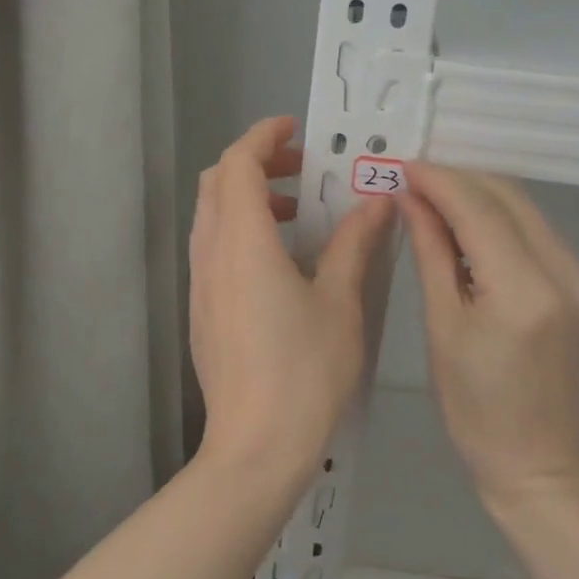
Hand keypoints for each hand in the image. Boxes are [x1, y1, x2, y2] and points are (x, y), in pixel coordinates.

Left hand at [188, 116, 395, 490]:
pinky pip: (213, 248)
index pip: (238, 164)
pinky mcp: (202, 311)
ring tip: (295, 214)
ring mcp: (201, 285)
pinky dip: (240, 230)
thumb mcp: (340, 302)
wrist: (255, 448)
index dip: (262, 136)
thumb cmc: (304, 371)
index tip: (295, 129)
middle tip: (301, 170)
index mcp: (242, 242)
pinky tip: (280, 261)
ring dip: (247, 198)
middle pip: (218, 183)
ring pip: (212, 216)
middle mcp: (211, 254)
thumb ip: (354, 245)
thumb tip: (377, 202)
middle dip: (255, 163)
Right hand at [397, 165, 578, 506]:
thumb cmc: (474, 408)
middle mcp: (574, 281)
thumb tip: (412, 198)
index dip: (441, 181)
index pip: (480, 210)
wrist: (544, 468)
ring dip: (490, 209)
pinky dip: (517, 239)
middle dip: (465, 184)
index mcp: (526, 294)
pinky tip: (490, 254)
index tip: (407, 167)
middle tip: (422, 184)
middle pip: (515, 203)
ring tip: (448, 215)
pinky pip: (555, 251)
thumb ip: (432, 253)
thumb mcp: (442, 328)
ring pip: (537, 222)